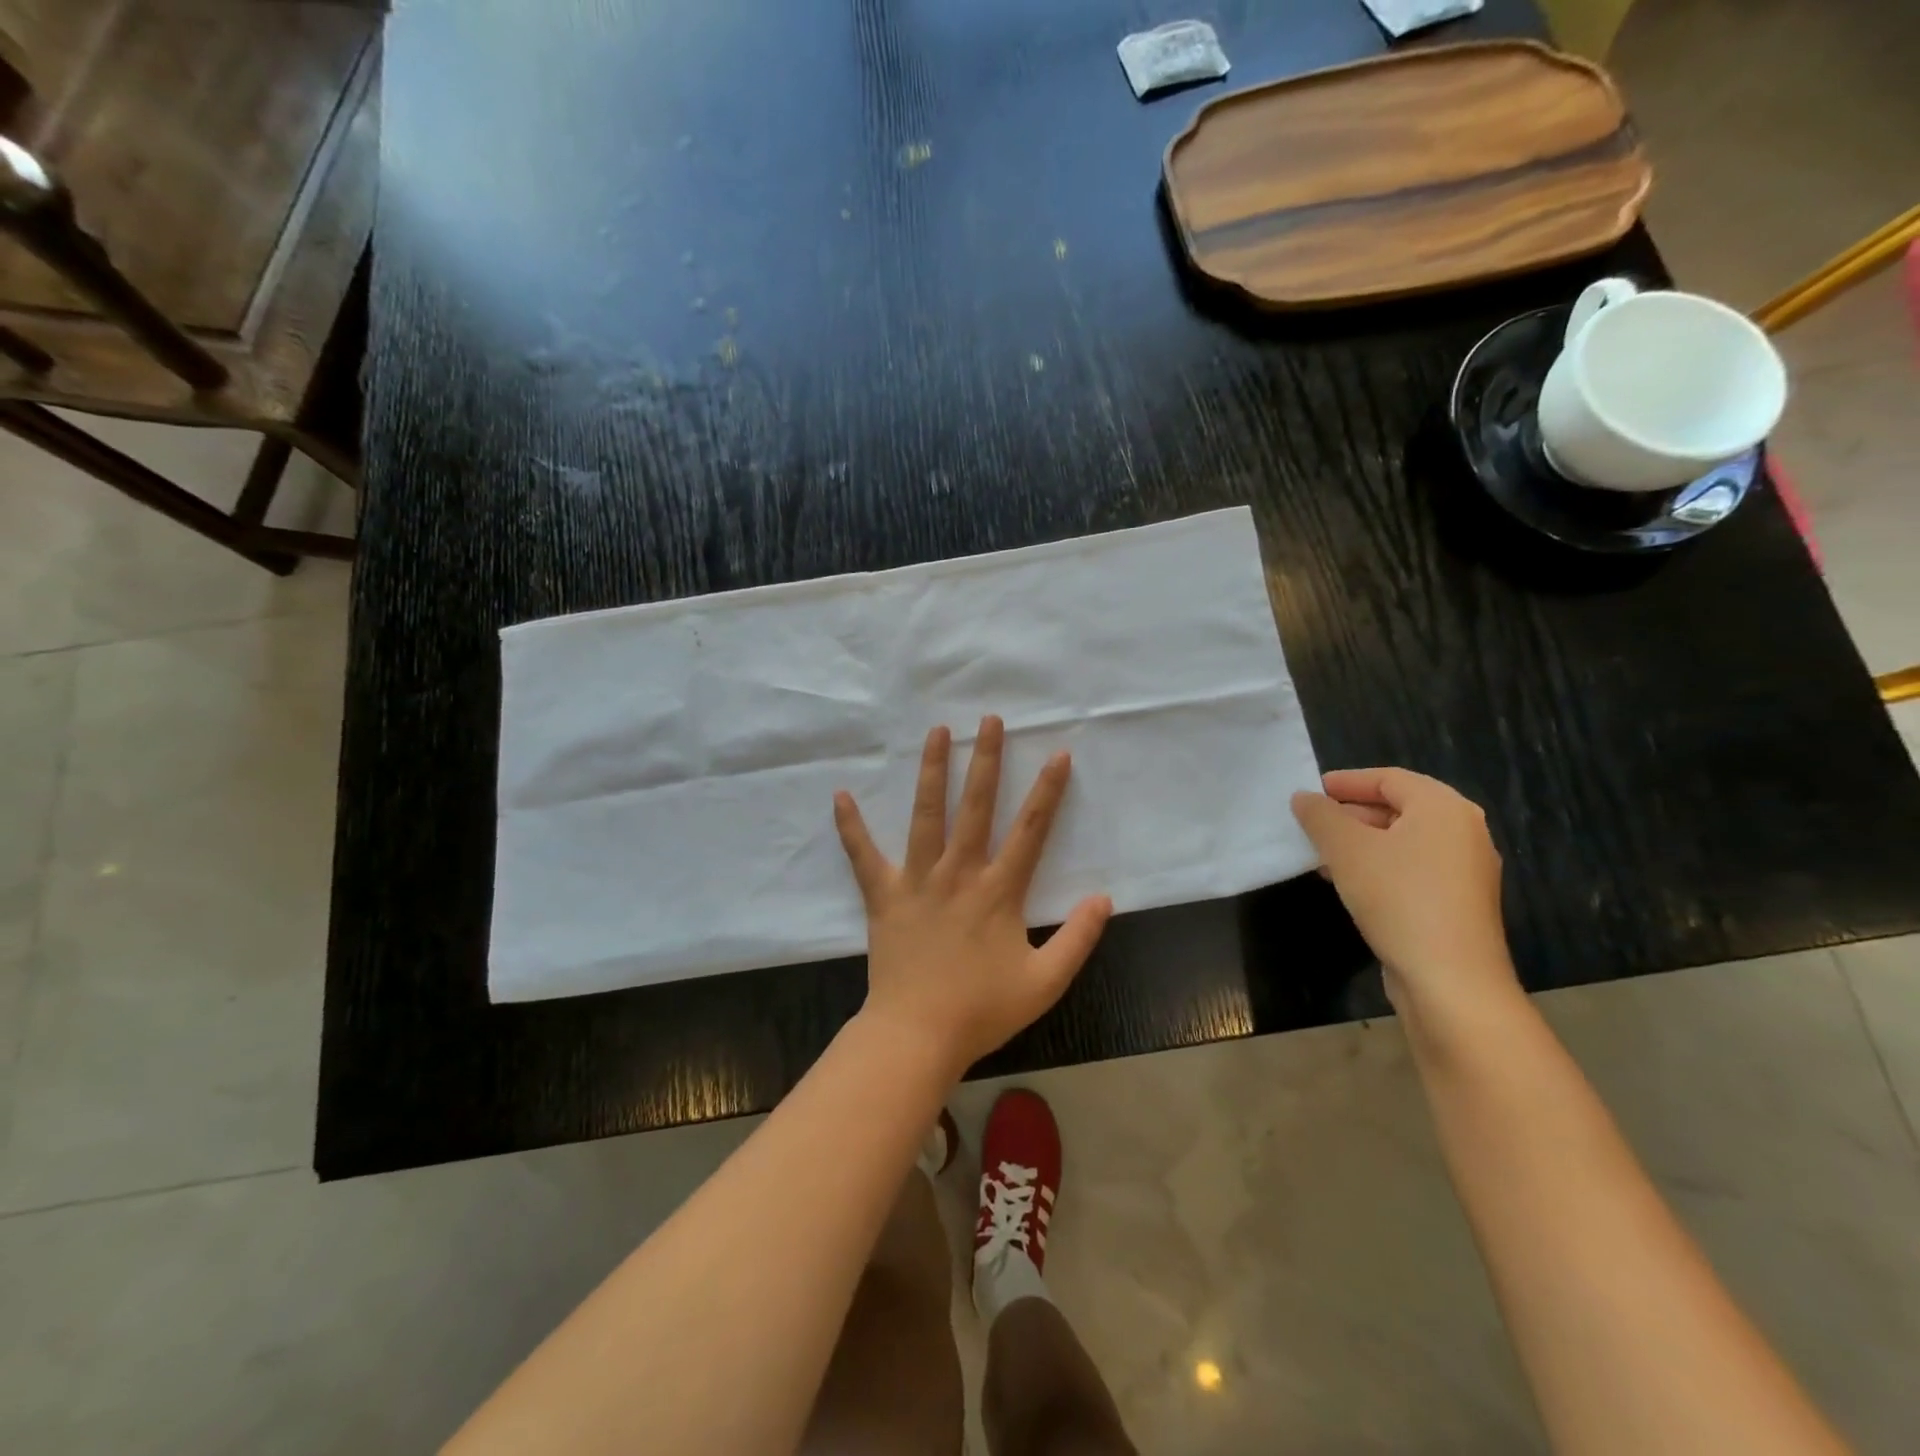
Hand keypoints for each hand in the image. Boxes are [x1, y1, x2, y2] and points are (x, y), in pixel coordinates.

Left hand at [834, 716, 1112, 1076]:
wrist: (917, 1035)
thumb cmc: (982, 1010)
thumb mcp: (1045, 982)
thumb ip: (1078, 939)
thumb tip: (1104, 898)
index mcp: (999, 891)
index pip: (1031, 830)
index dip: (1048, 791)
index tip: (1058, 754)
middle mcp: (959, 873)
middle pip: (976, 806)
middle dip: (986, 760)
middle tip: (990, 720)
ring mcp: (917, 880)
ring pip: (926, 815)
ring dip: (932, 771)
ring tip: (937, 732)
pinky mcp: (883, 895)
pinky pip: (864, 855)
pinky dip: (851, 826)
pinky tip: (840, 795)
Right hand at [1290, 768, 1518, 1021]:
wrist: (1450, 980)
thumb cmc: (1398, 898)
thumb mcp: (1346, 849)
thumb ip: (1320, 816)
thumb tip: (1304, 798)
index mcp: (1443, 808)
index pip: (1388, 778)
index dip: (1345, 781)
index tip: (1309, 792)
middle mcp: (1462, 832)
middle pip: (1398, 808)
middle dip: (1349, 814)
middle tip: (1310, 824)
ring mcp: (1465, 871)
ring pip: (1402, 842)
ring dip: (1359, 843)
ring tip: (1319, 855)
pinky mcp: (1457, 903)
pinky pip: (1411, 869)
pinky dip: (1377, 867)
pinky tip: (1345, 883)